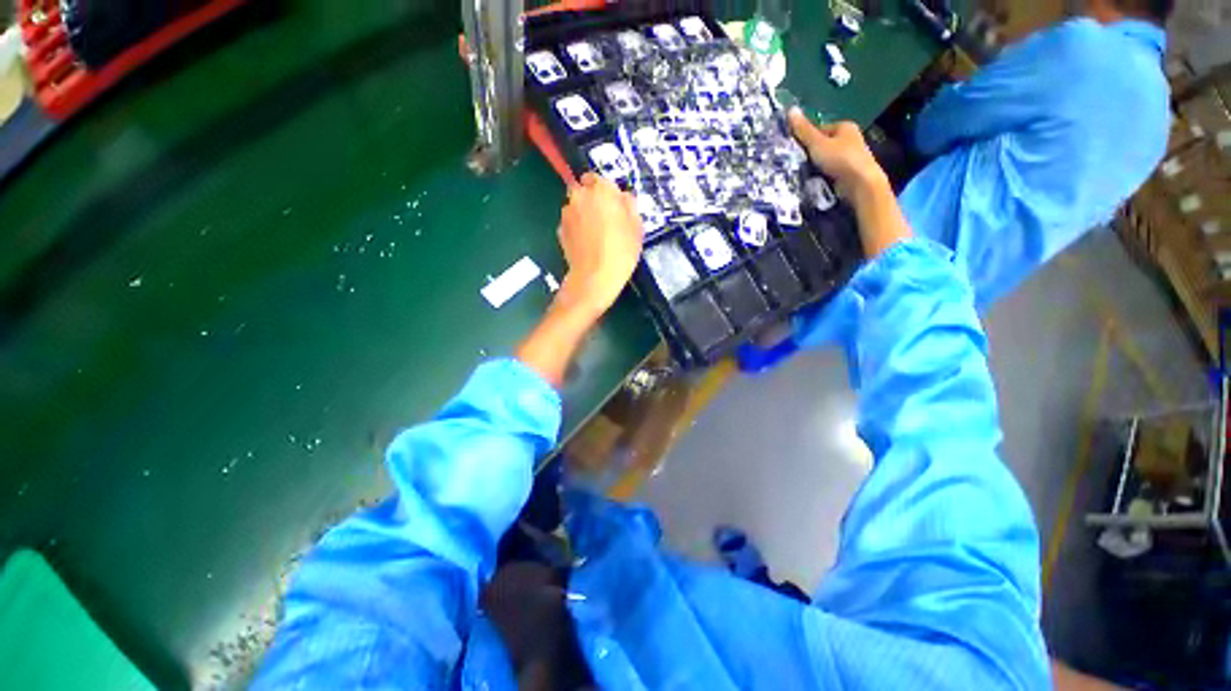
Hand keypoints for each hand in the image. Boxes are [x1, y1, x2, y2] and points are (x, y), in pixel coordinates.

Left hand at [555, 173, 643, 320]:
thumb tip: (623, 197)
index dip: (605, 191)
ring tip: (595, 234)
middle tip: (605, 219)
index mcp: (601, 189)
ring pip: (575, 207)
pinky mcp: (559, 231)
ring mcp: (566, 214)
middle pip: (583, 191)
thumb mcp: (636, 227)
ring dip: (583, 214)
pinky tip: (586, 244)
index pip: (598, 178)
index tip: (613, 205)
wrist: (595, 277)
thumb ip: (629, 205)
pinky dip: (576, 229)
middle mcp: (579, 196)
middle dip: (592, 200)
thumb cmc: (621, 250)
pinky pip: (570, 224)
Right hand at [788, 109, 889, 200]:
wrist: (860, 183)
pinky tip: (815, 181)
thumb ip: (804, 130)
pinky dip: (822, 174)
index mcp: (844, 126)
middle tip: (796, 162)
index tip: (794, 149)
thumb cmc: (840, 158)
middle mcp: (850, 138)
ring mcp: (850, 156)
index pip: (820, 129)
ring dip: (816, 165)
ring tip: (803, 173)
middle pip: (823, 144)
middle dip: (811, 153)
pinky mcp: (849, 172)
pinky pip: (830, 170)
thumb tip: (790, 110)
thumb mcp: (817, 143)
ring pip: (826, 158)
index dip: (806, 138)